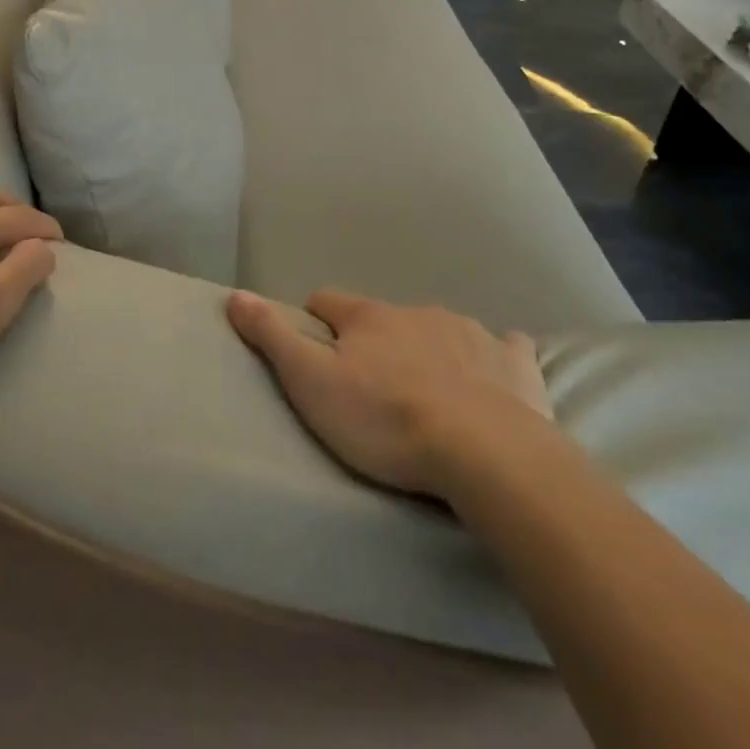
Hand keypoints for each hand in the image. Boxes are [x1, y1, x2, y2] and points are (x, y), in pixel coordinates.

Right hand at [226, 289, 553, 498]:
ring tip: (429, 394)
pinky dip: (495, 357)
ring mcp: (470, 333)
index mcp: (369, 317)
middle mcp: (417, 312)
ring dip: (429, 349)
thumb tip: (235, 294)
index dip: (316, 320)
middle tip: (373, 387)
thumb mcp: (312, 383)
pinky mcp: (514, 363)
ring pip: (440, 329)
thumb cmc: (386, 420)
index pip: (328, 301)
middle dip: (376, 341)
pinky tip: (495, 378)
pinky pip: (505, 347)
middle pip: (385, 318)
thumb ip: (272, 336)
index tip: (315, 349)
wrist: (486, 453)